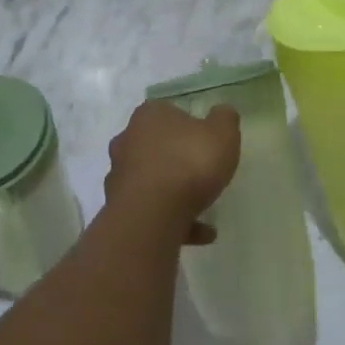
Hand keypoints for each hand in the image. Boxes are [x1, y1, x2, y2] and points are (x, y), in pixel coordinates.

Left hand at [106, 102, 240, 243]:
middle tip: (201, 171)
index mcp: (149, 115)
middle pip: (156, 146)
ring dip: (174, 191)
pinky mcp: (120, 209)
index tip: (205, 140)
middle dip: (176, 158)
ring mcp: (120, 177)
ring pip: (152, 179)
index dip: (188, 125)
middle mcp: (128, 141)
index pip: (168, 112)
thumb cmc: (189, 164)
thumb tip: (222, 112)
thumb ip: (224, 119)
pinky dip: (175, 220)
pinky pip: (153, 211)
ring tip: (205, 206)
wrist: (152, 216)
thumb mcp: (222, 134)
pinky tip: (202, 232)